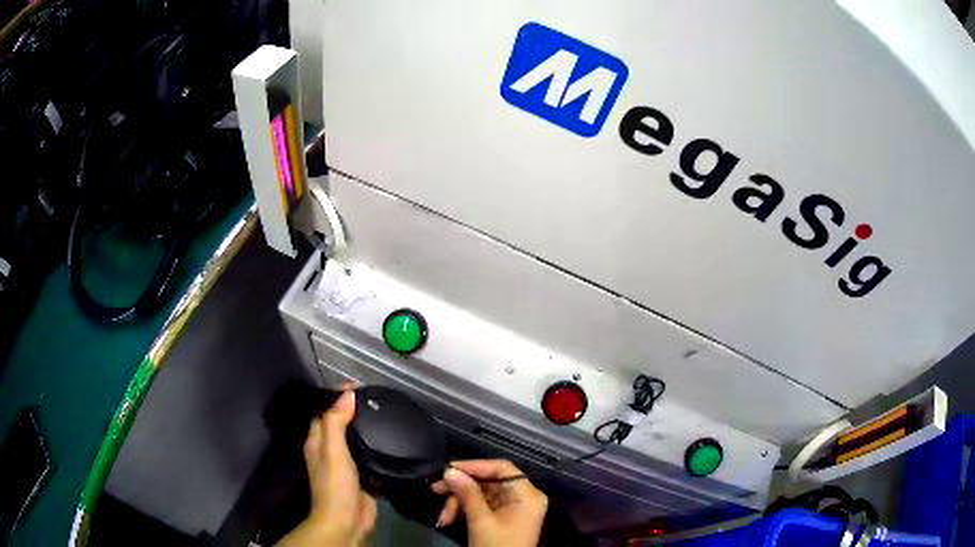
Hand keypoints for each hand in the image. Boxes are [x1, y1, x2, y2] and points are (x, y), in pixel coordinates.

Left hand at [278, 390, 376, 546]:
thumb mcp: (333, 450)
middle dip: (354, 410)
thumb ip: (336, 422)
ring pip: (356, 440)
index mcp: (317, 441)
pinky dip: (378, 446)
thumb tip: (347, 394)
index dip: (338, 397)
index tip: (359, 385)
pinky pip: (370, 456)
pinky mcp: (363, 477)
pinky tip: (392, 441)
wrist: (347, 521)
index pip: (325, 411)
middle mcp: (330, 450)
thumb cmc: (335, 484)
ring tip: (387, 414)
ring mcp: (347, 465)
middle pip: (340, 424)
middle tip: (377, 399)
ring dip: (367, 428)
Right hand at [432, 460, 547, 546]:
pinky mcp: (503, 518)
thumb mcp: (481, 521)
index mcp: (527, 495)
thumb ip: (467, 494)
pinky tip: (448, 519)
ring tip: (443, 516)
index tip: (449, 469)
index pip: (502, 468)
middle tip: (436, 489)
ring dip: (459, 502)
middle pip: (489, 481)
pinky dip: (464, 510)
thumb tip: (450, 471)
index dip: (475, 466)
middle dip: (461, 488)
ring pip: (481, 493)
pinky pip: (482, 505)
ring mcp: (513, 508)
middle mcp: (523, 498)